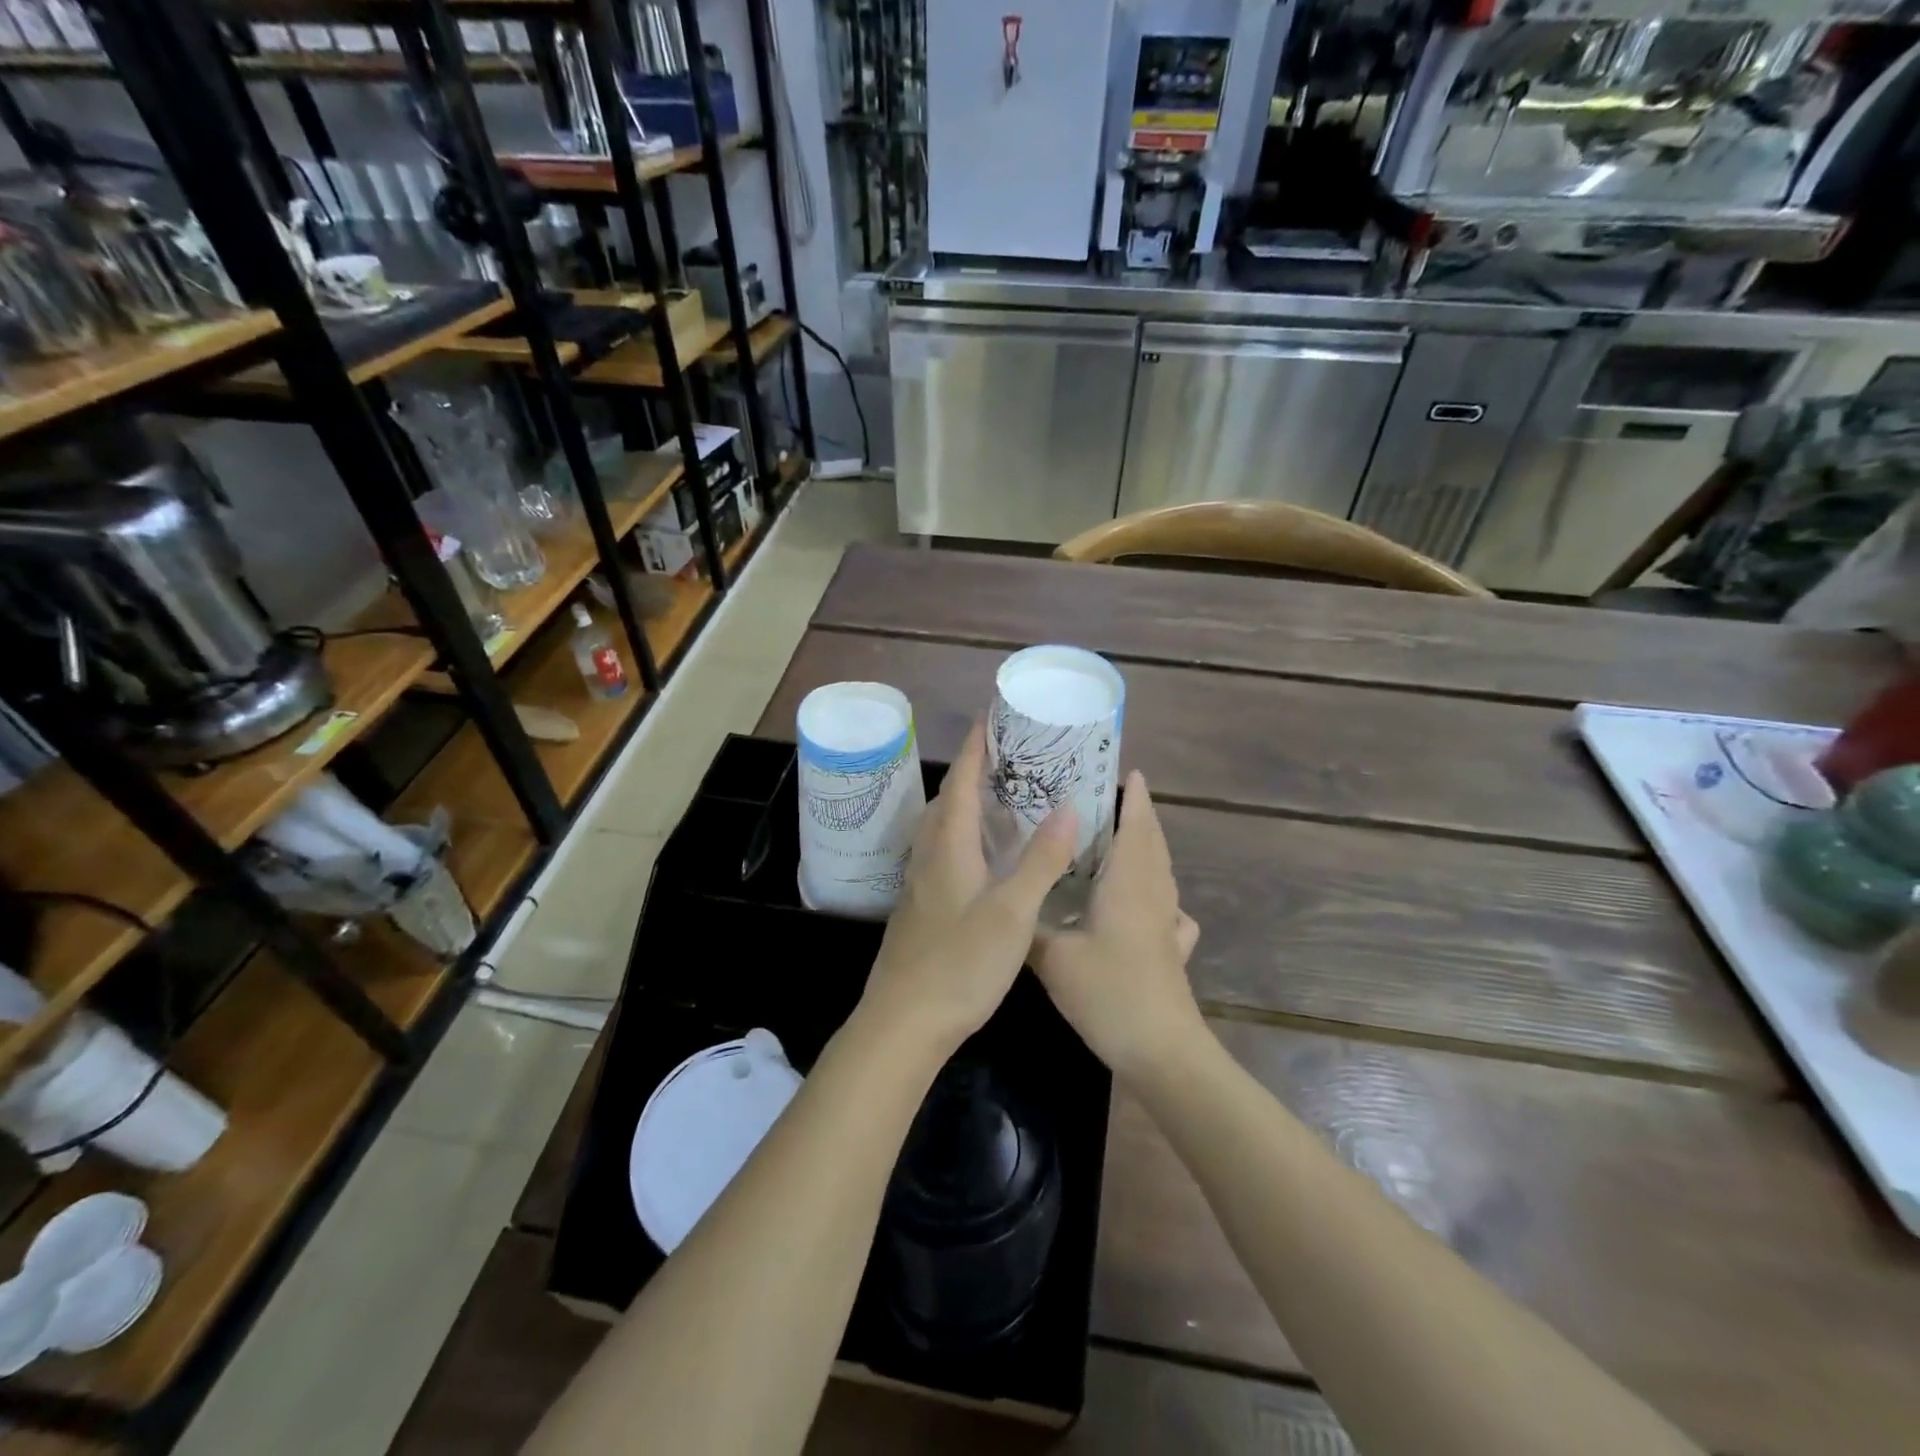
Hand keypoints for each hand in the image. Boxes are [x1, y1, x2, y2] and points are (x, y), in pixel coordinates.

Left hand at [858, 724, 1076, 1055]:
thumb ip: (1041, 860)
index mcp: (949, 847)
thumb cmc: (961, 963)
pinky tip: (981, 858)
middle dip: (973, 773)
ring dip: (964, 805)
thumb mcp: (1012, 913)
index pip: (962, 783)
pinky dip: (961, 837)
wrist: (904, 1021)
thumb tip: (1069, 808)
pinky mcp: (918, 908)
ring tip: (999, 800)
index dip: (976, 749)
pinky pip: (940, 853)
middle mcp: (929, 856)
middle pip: (948, 801)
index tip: (991, 718)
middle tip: (1007, 760)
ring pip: (941, 829)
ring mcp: (919, 884)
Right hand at [1034, 771, 1204, 1082]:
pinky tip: (1141, 904)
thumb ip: (1030, 927)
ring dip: (1145, 848)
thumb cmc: (1110, 993)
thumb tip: (1009, 902)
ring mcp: (1168, 923)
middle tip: (1108, 798)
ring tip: (1118, 839)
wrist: (1162, 1051)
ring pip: (1161, 871)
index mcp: (1129, 883)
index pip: (1137, 825)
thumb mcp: (1054, 959)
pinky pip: (1166, 906)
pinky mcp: (1171, 949)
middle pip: (1152, 842)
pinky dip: (1154, 890)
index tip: (1126, 770)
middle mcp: (1153, 894)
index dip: (1135, 796)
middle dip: (1138, 815)